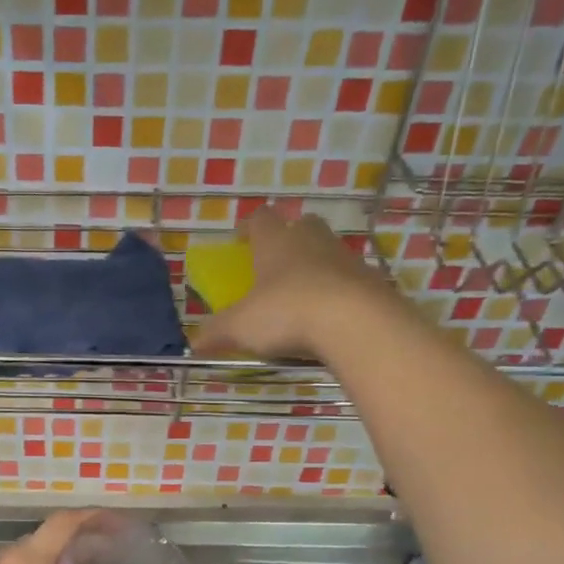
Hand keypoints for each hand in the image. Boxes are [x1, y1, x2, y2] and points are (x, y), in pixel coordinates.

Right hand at [192, 207, 395, 362]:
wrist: (356, 322)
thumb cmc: (286, 312)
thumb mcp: (240, 327)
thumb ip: (216, 333)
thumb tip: (193, 344)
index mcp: (275, 241)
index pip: (260, 219)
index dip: (248, 228)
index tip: (240, 241)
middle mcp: (311, 240)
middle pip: (300, 225)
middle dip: (288, 240)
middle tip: (275, 265)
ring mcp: (345, 257)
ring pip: (327, 251)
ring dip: (314, 266)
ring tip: (302, 296)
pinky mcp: (370, 280)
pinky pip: (349, 280)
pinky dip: (337, 292)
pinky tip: (328, 317)